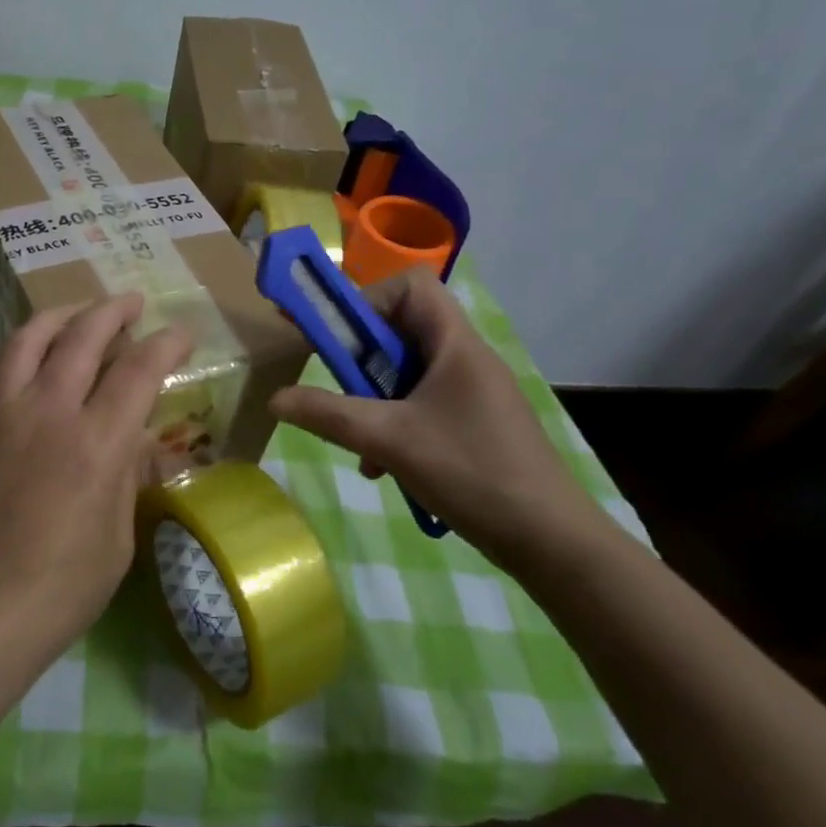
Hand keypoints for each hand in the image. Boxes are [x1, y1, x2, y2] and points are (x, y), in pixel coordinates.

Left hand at [0, 293, 194, 649]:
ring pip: (31, 338)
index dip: (165, 344)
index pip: (138, 370)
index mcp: (97, 443)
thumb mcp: (118, 535)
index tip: (182, 333)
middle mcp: (50, 411)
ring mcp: (6, 413)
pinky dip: (23, 343)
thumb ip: (128, 474)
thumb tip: (137, 440)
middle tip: (134, 303)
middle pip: (83, 336)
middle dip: (114, 311)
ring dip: (62, 314)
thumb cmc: (62, 587)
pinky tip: (35, 348)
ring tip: (81, 311)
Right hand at [269, 268, 610, 564]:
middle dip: (362, 360)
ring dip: (374, 400)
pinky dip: (395, 426)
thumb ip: (328, 415)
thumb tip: (275, 399)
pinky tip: (383, 466)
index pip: (411, 286)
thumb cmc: (471, 472)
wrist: (550, 539)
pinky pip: (423, 406)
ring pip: (409, 375)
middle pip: (404, 331)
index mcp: (456, 345)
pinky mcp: (475, 424)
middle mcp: (467, 359)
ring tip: (359, 442)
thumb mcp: (389, 440)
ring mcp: (473, 393)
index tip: (335, 339)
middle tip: (336, 389)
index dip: (368, 301)